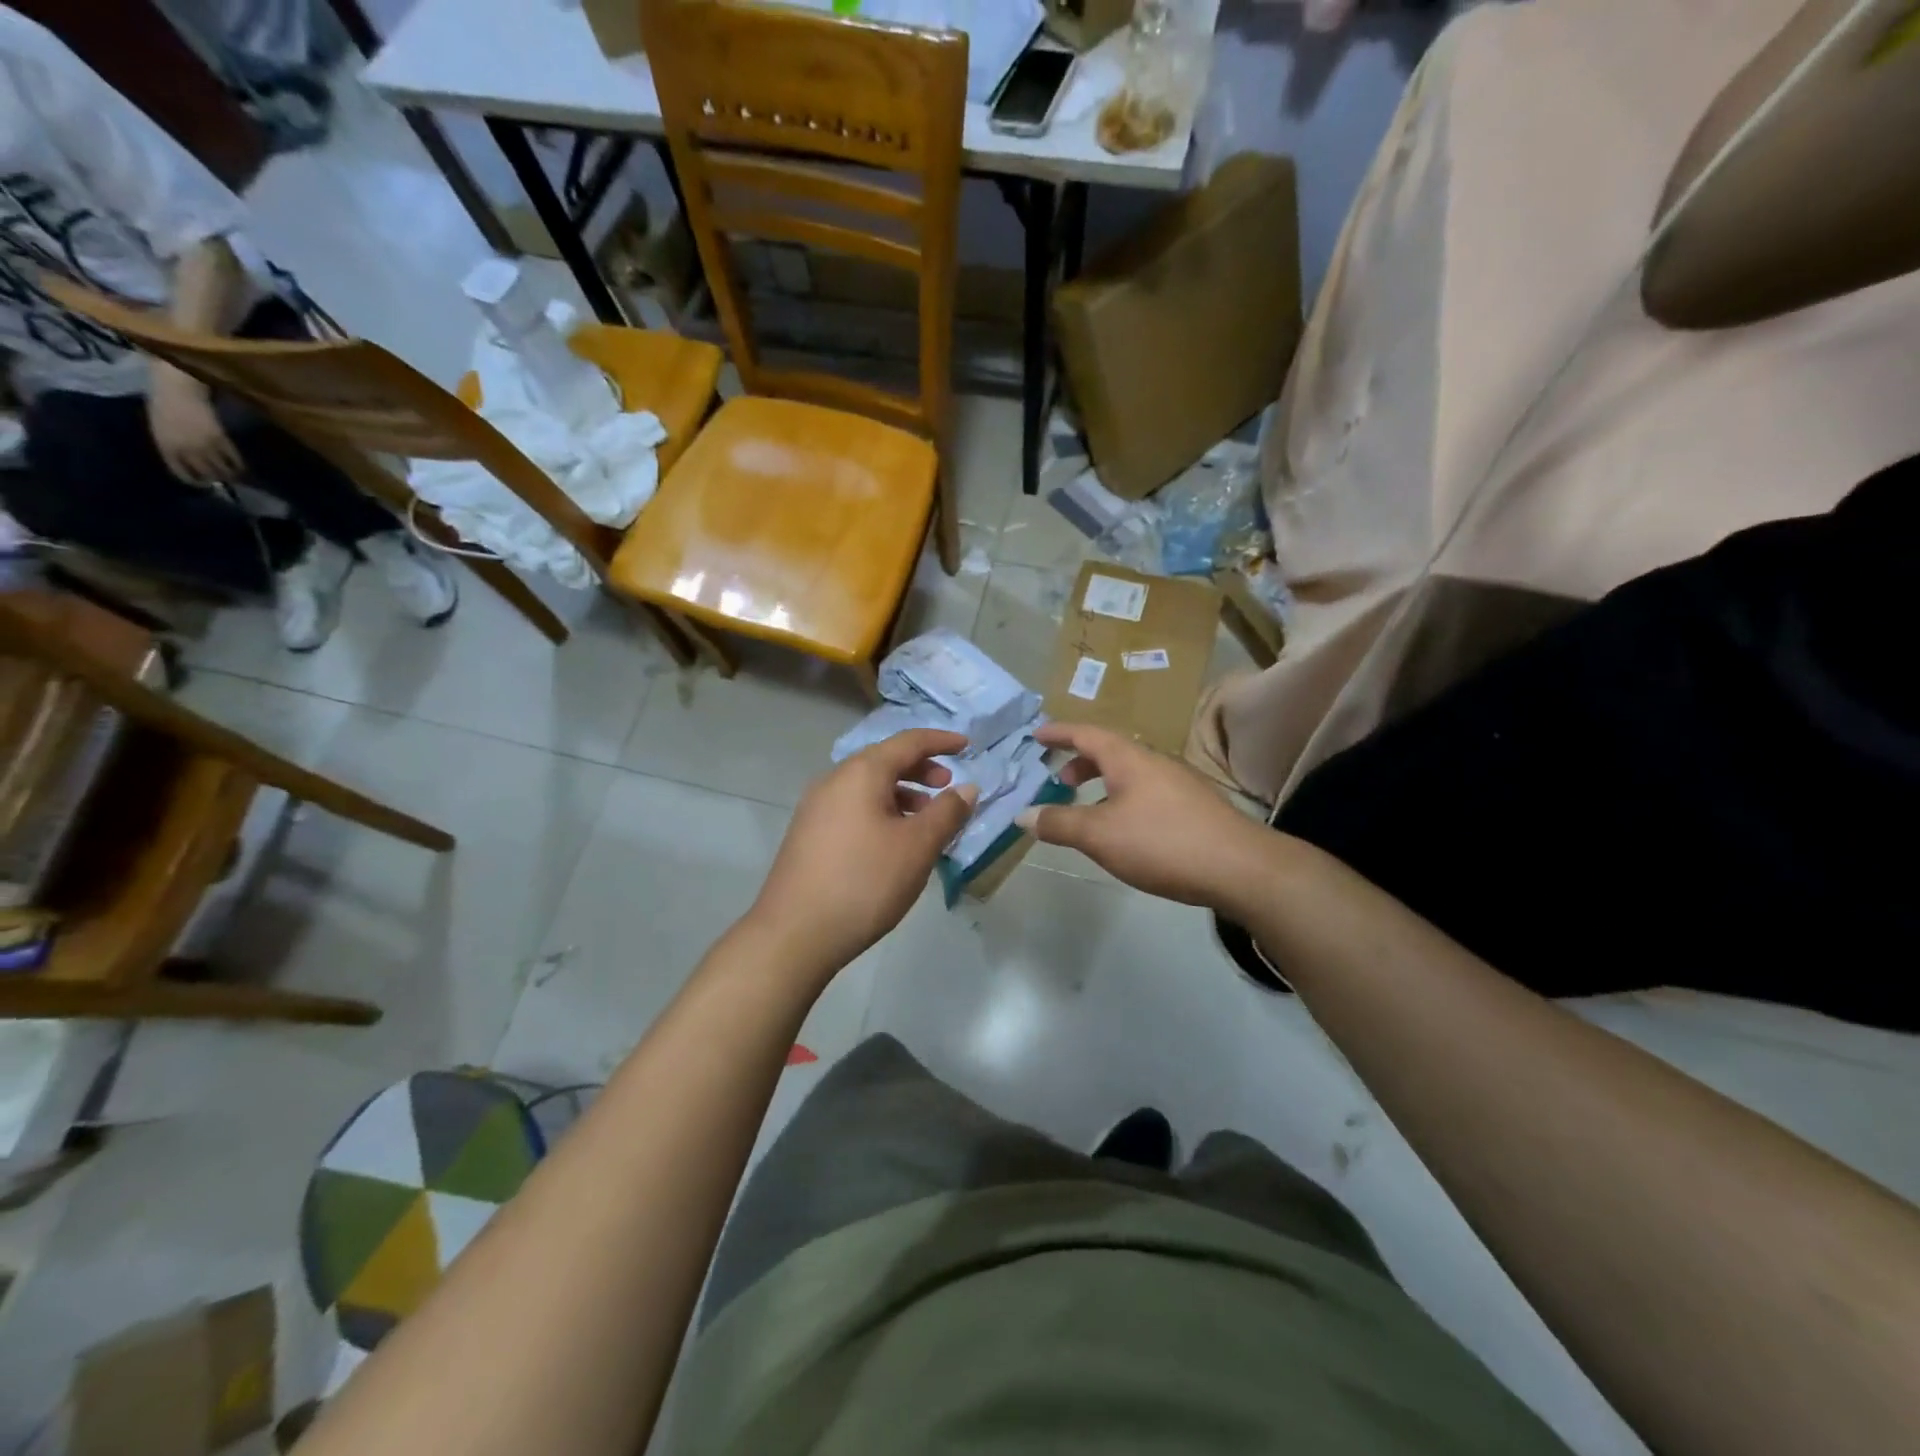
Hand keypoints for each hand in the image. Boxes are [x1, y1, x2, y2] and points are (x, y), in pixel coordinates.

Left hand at [147, 371, 242, 483]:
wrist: (177, 386)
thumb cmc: (165, 402)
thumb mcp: (162, 427)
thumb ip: (174, 445)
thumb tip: (190, 461)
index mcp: (166, 446)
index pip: (182, 473)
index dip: (194, 481)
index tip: (204, 484)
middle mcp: (185, 449)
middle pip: (205, 474)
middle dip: (216, 479)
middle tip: (224, 480)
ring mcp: (203, 445)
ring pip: (222, 469)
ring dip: (230, 474)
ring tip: (237, 475)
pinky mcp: (219, 439)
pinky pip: (232, 458)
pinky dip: (238, 464)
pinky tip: (242, 465)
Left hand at [746, 729, 978, 980]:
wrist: (794, 934)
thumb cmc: (864, 882)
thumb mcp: (917, 847)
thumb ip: (947, 812)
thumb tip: (967, 788)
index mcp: (860, 773)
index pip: (907, 742)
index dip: (940, 741)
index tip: (967, 746)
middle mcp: (834, 781)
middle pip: (884, 761)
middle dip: (921, 769)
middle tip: (947, 787)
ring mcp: (816, 808)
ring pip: (868, 787)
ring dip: (902, 794)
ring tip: (926, 821)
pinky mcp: (808, 835)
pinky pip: (854, 808)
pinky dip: (882, 812)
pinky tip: (894, 843)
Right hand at [1018, 722, 1275, 914]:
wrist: (1240, 867)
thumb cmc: (1162, 842)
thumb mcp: (1100, 835)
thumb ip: (1059, 823)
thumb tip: (1023, 814)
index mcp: (1129, 759)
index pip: (1086, 734)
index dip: (1059, 733)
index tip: (1036, 735)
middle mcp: (1154, 762)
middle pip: (1110, 751)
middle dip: (1081, 762)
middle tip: (1060, 780)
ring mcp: (1179, 784)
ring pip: (1130, 774)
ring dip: (1103, 783)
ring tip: (1089, 809)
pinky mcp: (1194, 808)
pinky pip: (1147, 792)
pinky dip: (1123, 799)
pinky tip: (1126, 831)